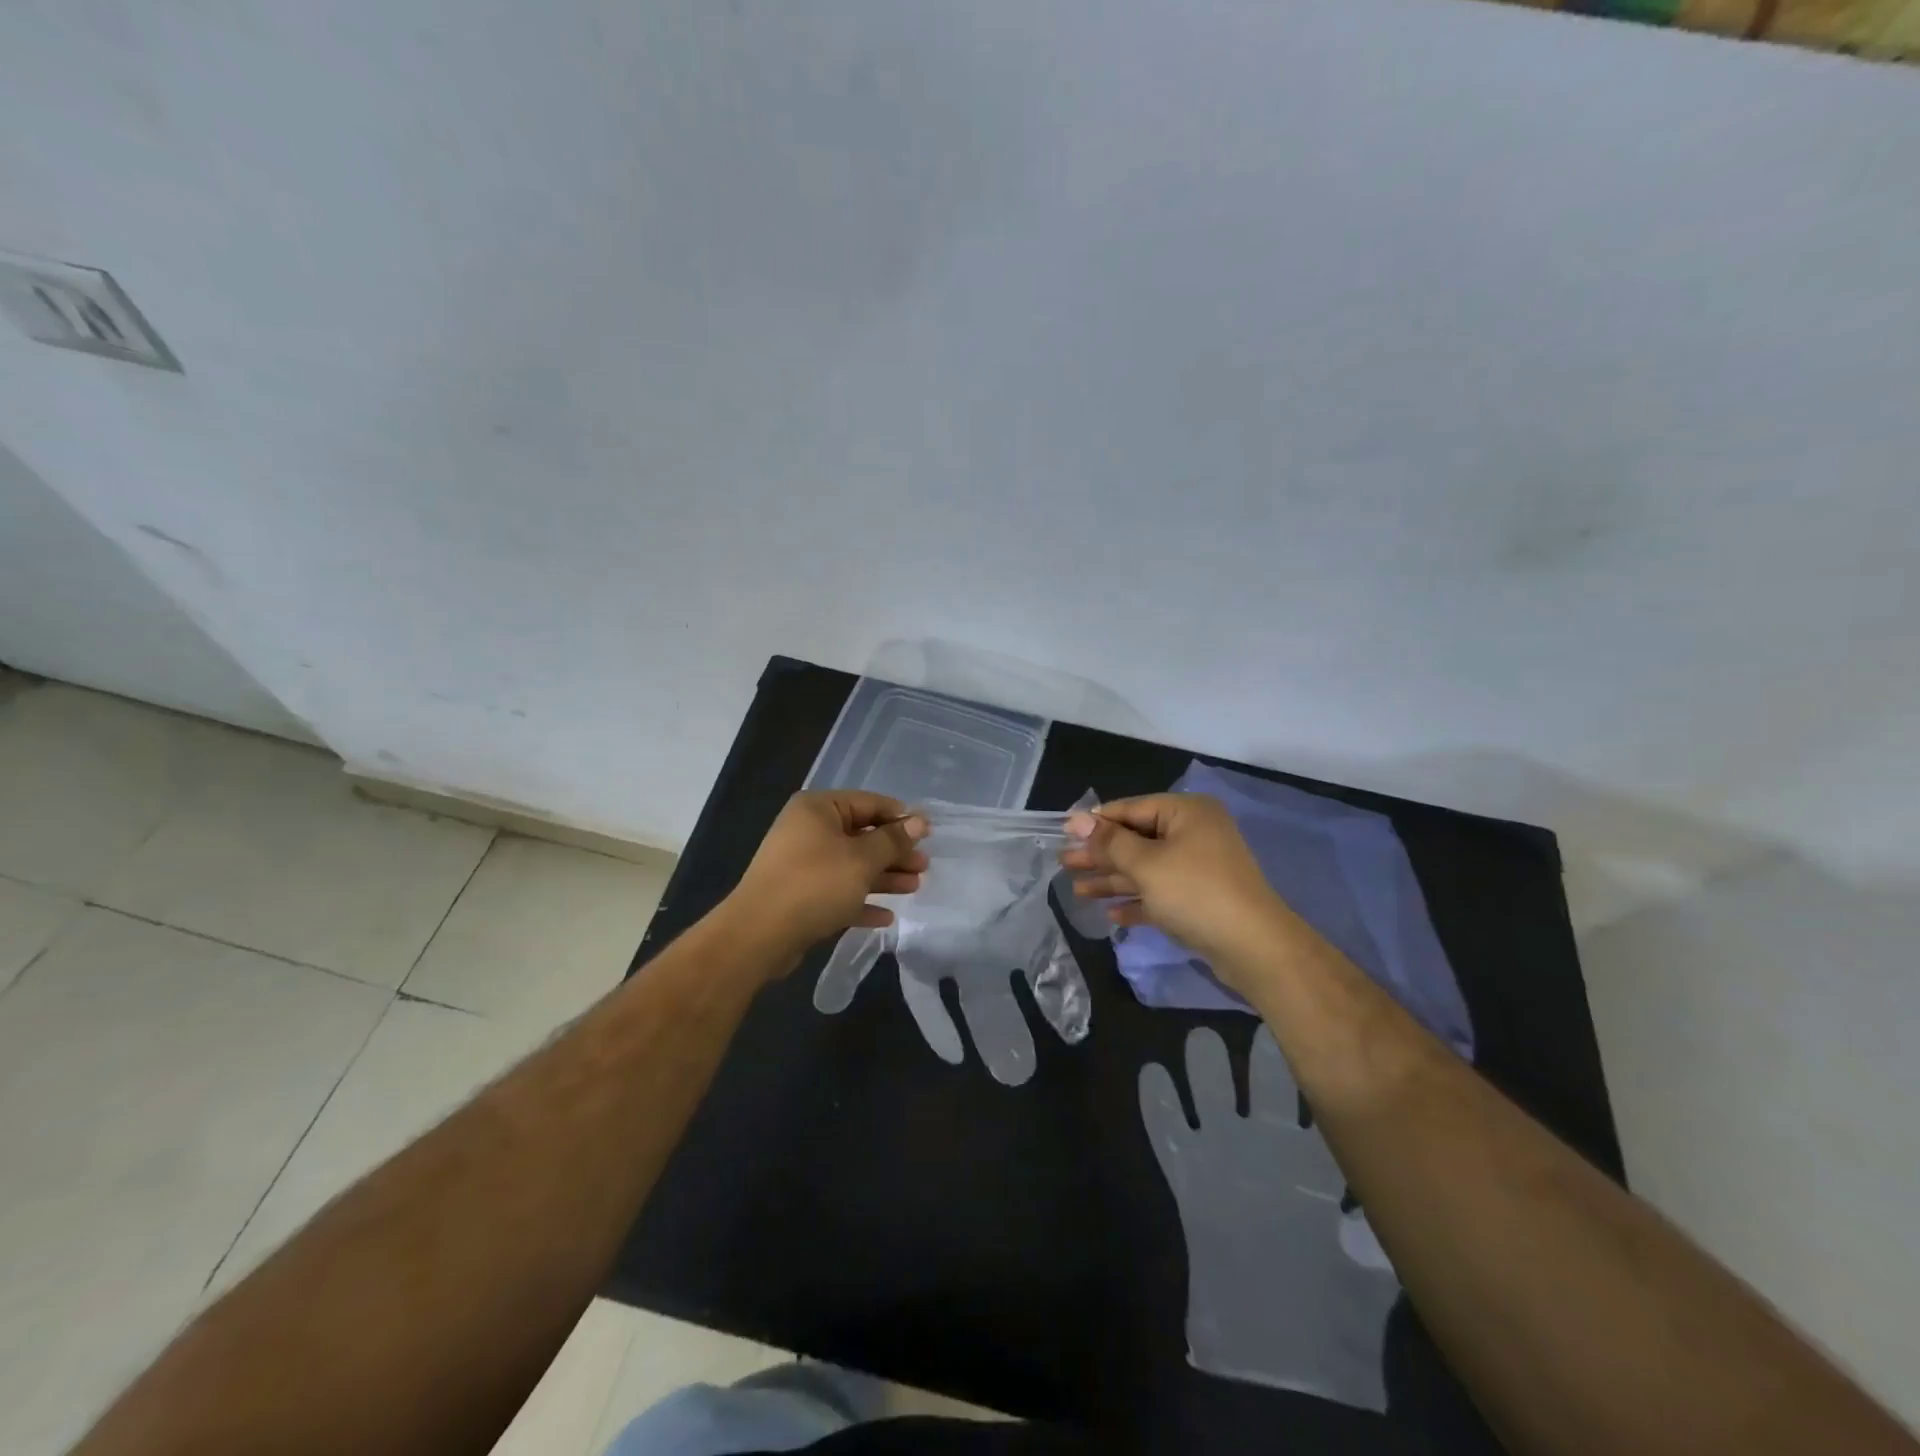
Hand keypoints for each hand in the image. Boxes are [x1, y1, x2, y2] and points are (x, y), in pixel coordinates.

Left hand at [724, 791, 928, 963]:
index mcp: (819, 809)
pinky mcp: (800, 895)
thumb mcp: (862, 860)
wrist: (758, 935)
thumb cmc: (815, 885)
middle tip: (924, 866)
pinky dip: (861, 900)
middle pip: (862, 835)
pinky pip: (838, 891)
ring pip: (852, 865)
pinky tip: (886, 917)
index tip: (929, 834)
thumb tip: (919, 821)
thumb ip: (893, 840)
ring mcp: (802, 864)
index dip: (901, 817)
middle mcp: (808, 830)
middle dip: (894, 852)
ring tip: (914, 888)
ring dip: (883, 876)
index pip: (869, 803)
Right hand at [1061, 793, 1289, 988]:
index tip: (1063, 834)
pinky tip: (1111, 915)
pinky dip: (1137, 902)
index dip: (1096, 823)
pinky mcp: (1200, 899)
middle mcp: (1193, 834)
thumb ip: (1109, 842)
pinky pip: (1160, 893)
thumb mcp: (1146, 864)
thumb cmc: (1196, 892)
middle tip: (1064, 864)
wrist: (1254, 948)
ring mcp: (1198, 868)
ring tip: (1077, 891)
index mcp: (1186, 813)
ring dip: (1113, 880)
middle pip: (1136, 840)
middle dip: (1100, 855)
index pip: (1131, 809)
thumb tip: (1076, 819)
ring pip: (1146, 869)